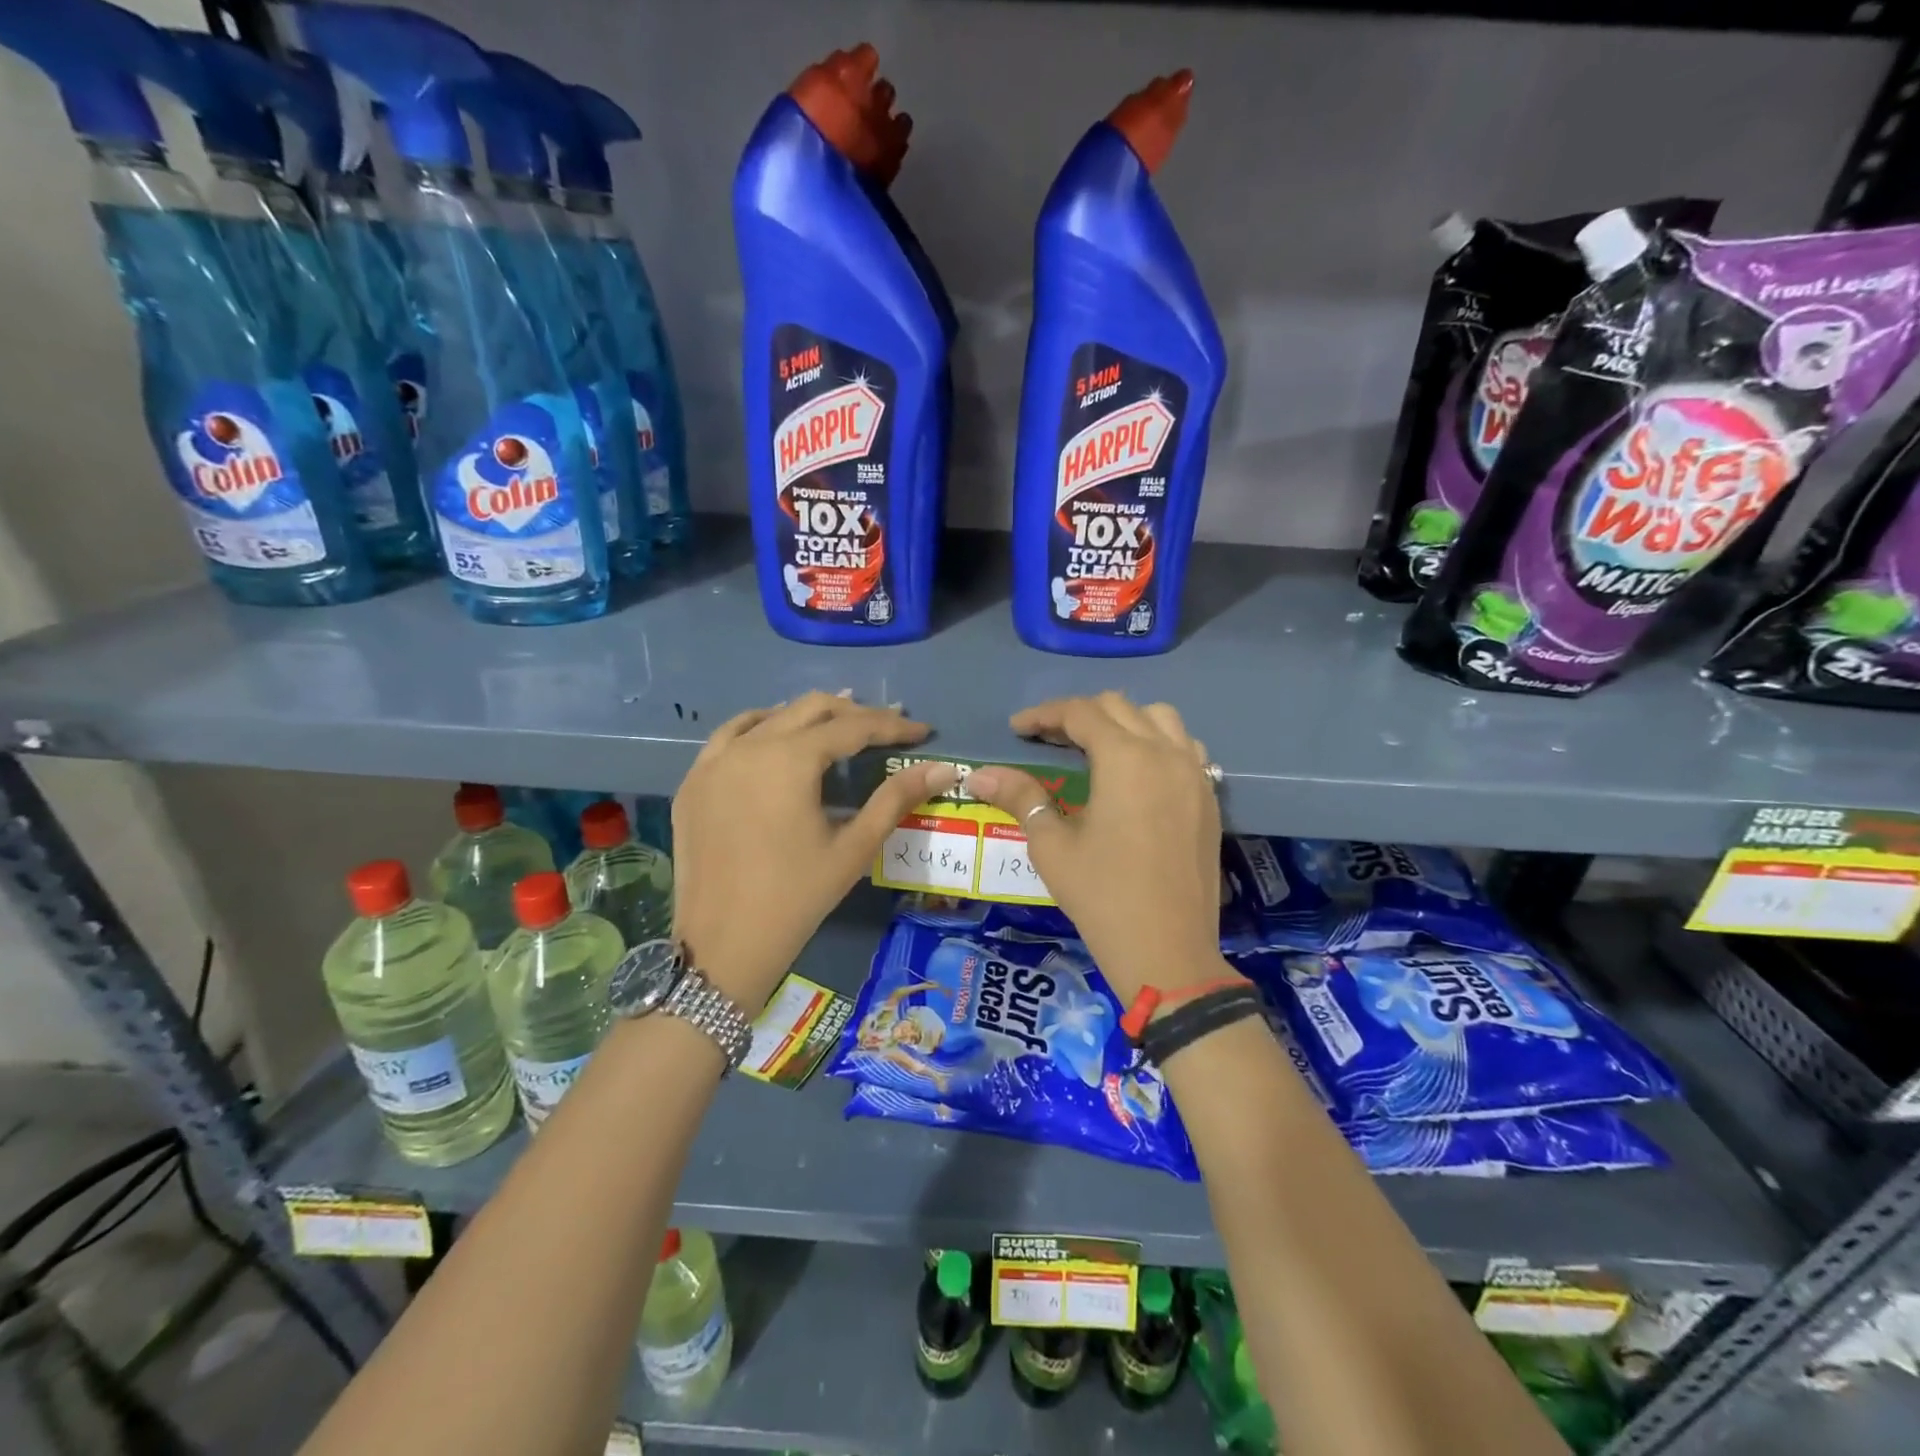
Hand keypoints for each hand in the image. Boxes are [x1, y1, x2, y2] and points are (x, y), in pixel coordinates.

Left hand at [672, 693, 957, 1009]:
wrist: (722, 944)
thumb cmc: (796, 897)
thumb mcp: (854, 848)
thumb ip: (896, 798)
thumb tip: (943, 769)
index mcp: (789, 760)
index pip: (851, 727)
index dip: (891, 726)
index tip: (922, 731)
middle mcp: (749, 746)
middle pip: (810, 709)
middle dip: (854, 713)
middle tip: (887, 728)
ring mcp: (714, 761)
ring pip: (769, 717)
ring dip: (809, 715)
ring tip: (839, 723)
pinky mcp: (694, 782)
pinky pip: (729, 736)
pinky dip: (760, 727)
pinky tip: (775, 737)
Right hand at [965, 693, 1223, 1003]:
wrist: (1168, 951)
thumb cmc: (1103, 897)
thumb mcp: (1052, 846)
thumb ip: (1021, 797)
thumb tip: (980, 775)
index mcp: (1126, 759)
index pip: (1081, 714)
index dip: (1044, 715)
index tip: (1017, 728)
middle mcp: (1165, 753)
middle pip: (1119, 707)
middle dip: (1079, 715)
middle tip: (1047, 739)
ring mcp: (1195, 774)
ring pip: (1159, 719)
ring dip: (1123, 721)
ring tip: (1096, 747)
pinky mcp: (1209, 798)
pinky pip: (1185, 748)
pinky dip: (1158, 743)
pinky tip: (1139, 771)